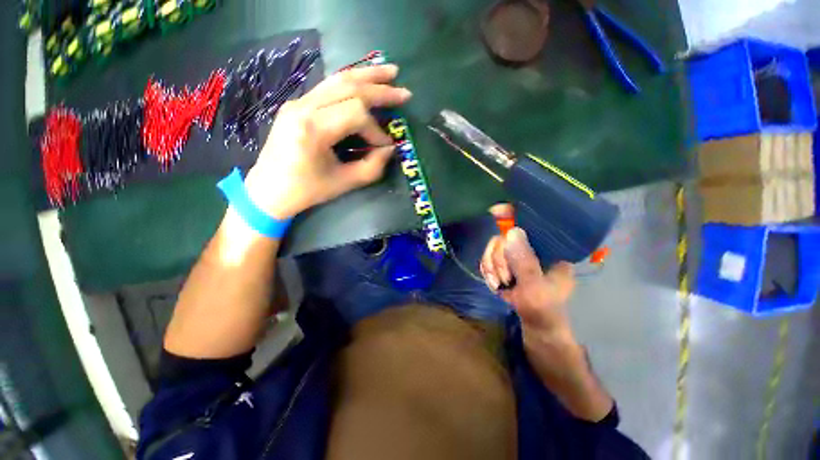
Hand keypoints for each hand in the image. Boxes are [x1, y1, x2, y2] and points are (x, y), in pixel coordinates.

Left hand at [243, 64, 412, 218]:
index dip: (376, 130)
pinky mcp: (298, 104)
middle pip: (349, 87)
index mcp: (312, 129)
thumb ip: (372, 167)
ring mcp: (298, 102)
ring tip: (390, 72)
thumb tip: (391, 149)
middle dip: (380, 90)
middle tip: (404, 93)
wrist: (269, 190)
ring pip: (338, 79)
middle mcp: (303, 107)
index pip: (356, 114)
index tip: (385, 147)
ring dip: (367, 75)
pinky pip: (328, 87)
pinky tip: (365, 82)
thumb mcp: (344, 183)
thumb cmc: (306, 190)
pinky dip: (351, 82)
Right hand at [480, 204, 575, 339]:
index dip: (513, 213)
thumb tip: (511, 232)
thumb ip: (525, 262)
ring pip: (492, 247)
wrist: (536, 324)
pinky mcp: (504, 262)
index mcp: (548, 247)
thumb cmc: (544, 308)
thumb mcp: (536, 288)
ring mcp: (516, 254)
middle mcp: (531, 246)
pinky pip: (487, 258)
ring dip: (492, 267)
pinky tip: (495, 283)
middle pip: (503, 236)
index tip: (495, 211)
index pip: (532, 222)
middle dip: (498, 257)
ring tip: (500, 284)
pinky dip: (488, 271)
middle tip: (504, 277)